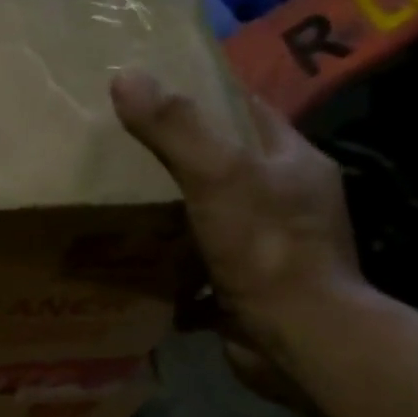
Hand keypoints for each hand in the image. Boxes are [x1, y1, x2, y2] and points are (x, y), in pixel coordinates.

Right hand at [110, 68, 365, 387]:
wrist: (299, 340)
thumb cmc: (266, 247)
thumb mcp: (218, 175)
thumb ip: (175, 127)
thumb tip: (126, 76)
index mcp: (292, 161)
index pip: (248, 111)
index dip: (205, 96)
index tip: (155, 90)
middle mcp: (286, 200)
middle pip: (226, 165)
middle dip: (178, 159)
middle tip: (122, 149)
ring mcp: (268, 248)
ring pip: (211, 217)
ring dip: (171, 215)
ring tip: (118, 204)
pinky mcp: (247, 289)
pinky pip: (199, 269)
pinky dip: (170, 268)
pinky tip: (133, 264)